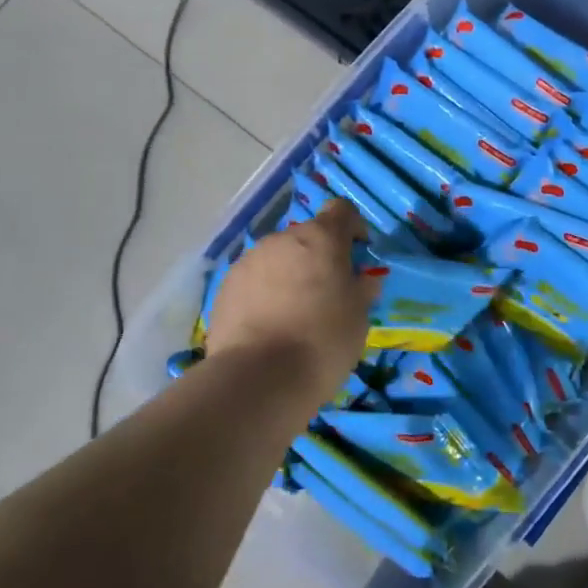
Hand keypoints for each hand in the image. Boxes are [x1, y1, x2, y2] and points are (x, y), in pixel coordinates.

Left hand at [208, 201, 380, 408]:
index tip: (358, 254)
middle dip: (318, 257)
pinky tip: (269, 325)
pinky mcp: (226, 287)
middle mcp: (282, 239)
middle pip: (306, 237)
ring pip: (277, 258)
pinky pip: (254, 281)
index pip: (341, 210)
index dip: (352, 227)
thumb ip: (362, 288)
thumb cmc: (324, 340)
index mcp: (321, 238)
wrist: (260, 377)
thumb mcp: (359, 316)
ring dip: (289, 274)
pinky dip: (264, 293)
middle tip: (327, 292)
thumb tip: (362, 278)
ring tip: (294, 313)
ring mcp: (249, 261)